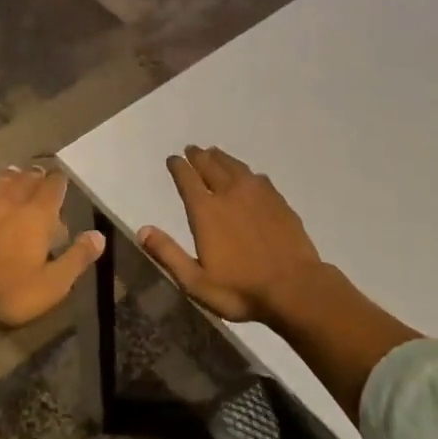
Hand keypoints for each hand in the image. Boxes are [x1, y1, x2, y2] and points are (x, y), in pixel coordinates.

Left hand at [0, 166, 104, 329]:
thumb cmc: (11, 291)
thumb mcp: (54, 283)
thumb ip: (77, 258)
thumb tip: (99, 236)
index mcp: (37, 217)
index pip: (52, 189)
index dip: (58, 181)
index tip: (61, 175)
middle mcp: (9, 206)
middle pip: (24, 183)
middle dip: (33, 176)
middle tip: (38, 171)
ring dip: (6, 179)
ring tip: (12, 171)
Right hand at [139, 146, 324, 324]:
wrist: (295, 288)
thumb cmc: (241, 289)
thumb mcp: (196, 281)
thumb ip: (168, 254)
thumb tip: (142, 230)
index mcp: (206, 212)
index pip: (188, 180)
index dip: (178, 167)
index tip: (173, 159)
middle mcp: (230, 194)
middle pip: (211, 166)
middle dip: (198, 156)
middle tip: (192, 149)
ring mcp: (258, 195)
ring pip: (235, 167)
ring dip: (222, 158)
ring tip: (214, 152)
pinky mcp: (279, 202)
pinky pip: (258, 178)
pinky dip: (247, 172)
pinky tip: (249, 175)